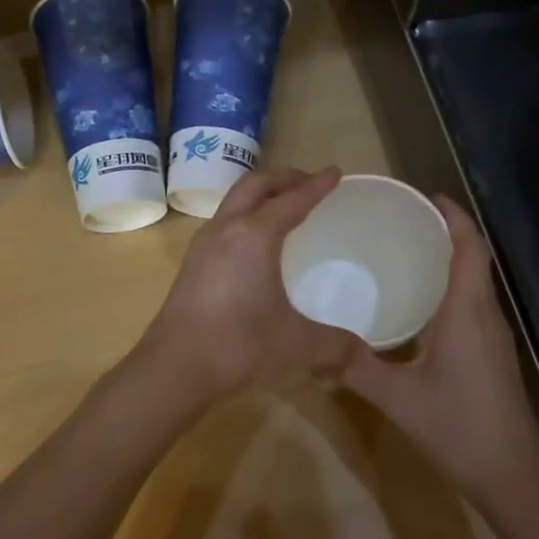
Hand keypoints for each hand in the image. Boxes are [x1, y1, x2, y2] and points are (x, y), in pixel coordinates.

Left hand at [137, 167, 361, 405]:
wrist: (175, 365)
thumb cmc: (238, 344)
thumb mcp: (295, 343)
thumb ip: (334, 345)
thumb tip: (363, 354)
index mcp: (254, 235)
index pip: (292, 199)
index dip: (316, 185)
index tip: (335, 173)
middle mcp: (226, 229)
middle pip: (255, 186)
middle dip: (284, 178)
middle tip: (309, 183)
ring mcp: (203, 245)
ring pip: (234, 202)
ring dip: (260, 195)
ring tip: (282, 207)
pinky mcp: (191, 264)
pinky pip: (223, 223)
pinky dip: (245, 217)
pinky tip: (254, 244)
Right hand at [343, 198, 538, 505]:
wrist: (509, 475)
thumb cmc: (457, 427)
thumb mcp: (397, 397)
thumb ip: (354, 367)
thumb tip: (312, 345)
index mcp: (467, 313)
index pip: (470, 249)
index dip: (455, 216)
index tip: (427, 196)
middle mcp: (486, 316)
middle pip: (475, 259)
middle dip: (446, 233)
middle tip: (402, 222)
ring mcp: (494, 337)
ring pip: (475, 283)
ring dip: (449, 261)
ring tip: (405, 253)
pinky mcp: (492, 355)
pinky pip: (473, 306)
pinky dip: (450, 289)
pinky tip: (419, 305)